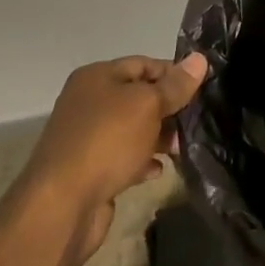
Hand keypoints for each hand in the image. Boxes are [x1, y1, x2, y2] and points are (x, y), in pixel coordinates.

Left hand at [20, 53, 208, 260]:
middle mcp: (88, 102)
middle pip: (138, 97)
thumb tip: (200, 59)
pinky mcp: (90, 170)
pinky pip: (124, 158)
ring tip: (181, 148)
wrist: (62, 206)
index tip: (202, 88)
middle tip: (195, 121)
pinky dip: (142, 161)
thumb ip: (175, 85)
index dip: (173, 73)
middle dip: (168, 108)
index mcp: (97, 77)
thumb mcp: (147, 105)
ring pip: (133, 129)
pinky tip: (158, 170)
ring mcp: (87, 138)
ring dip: (158, 137)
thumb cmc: (107, 141)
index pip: (143, 64)